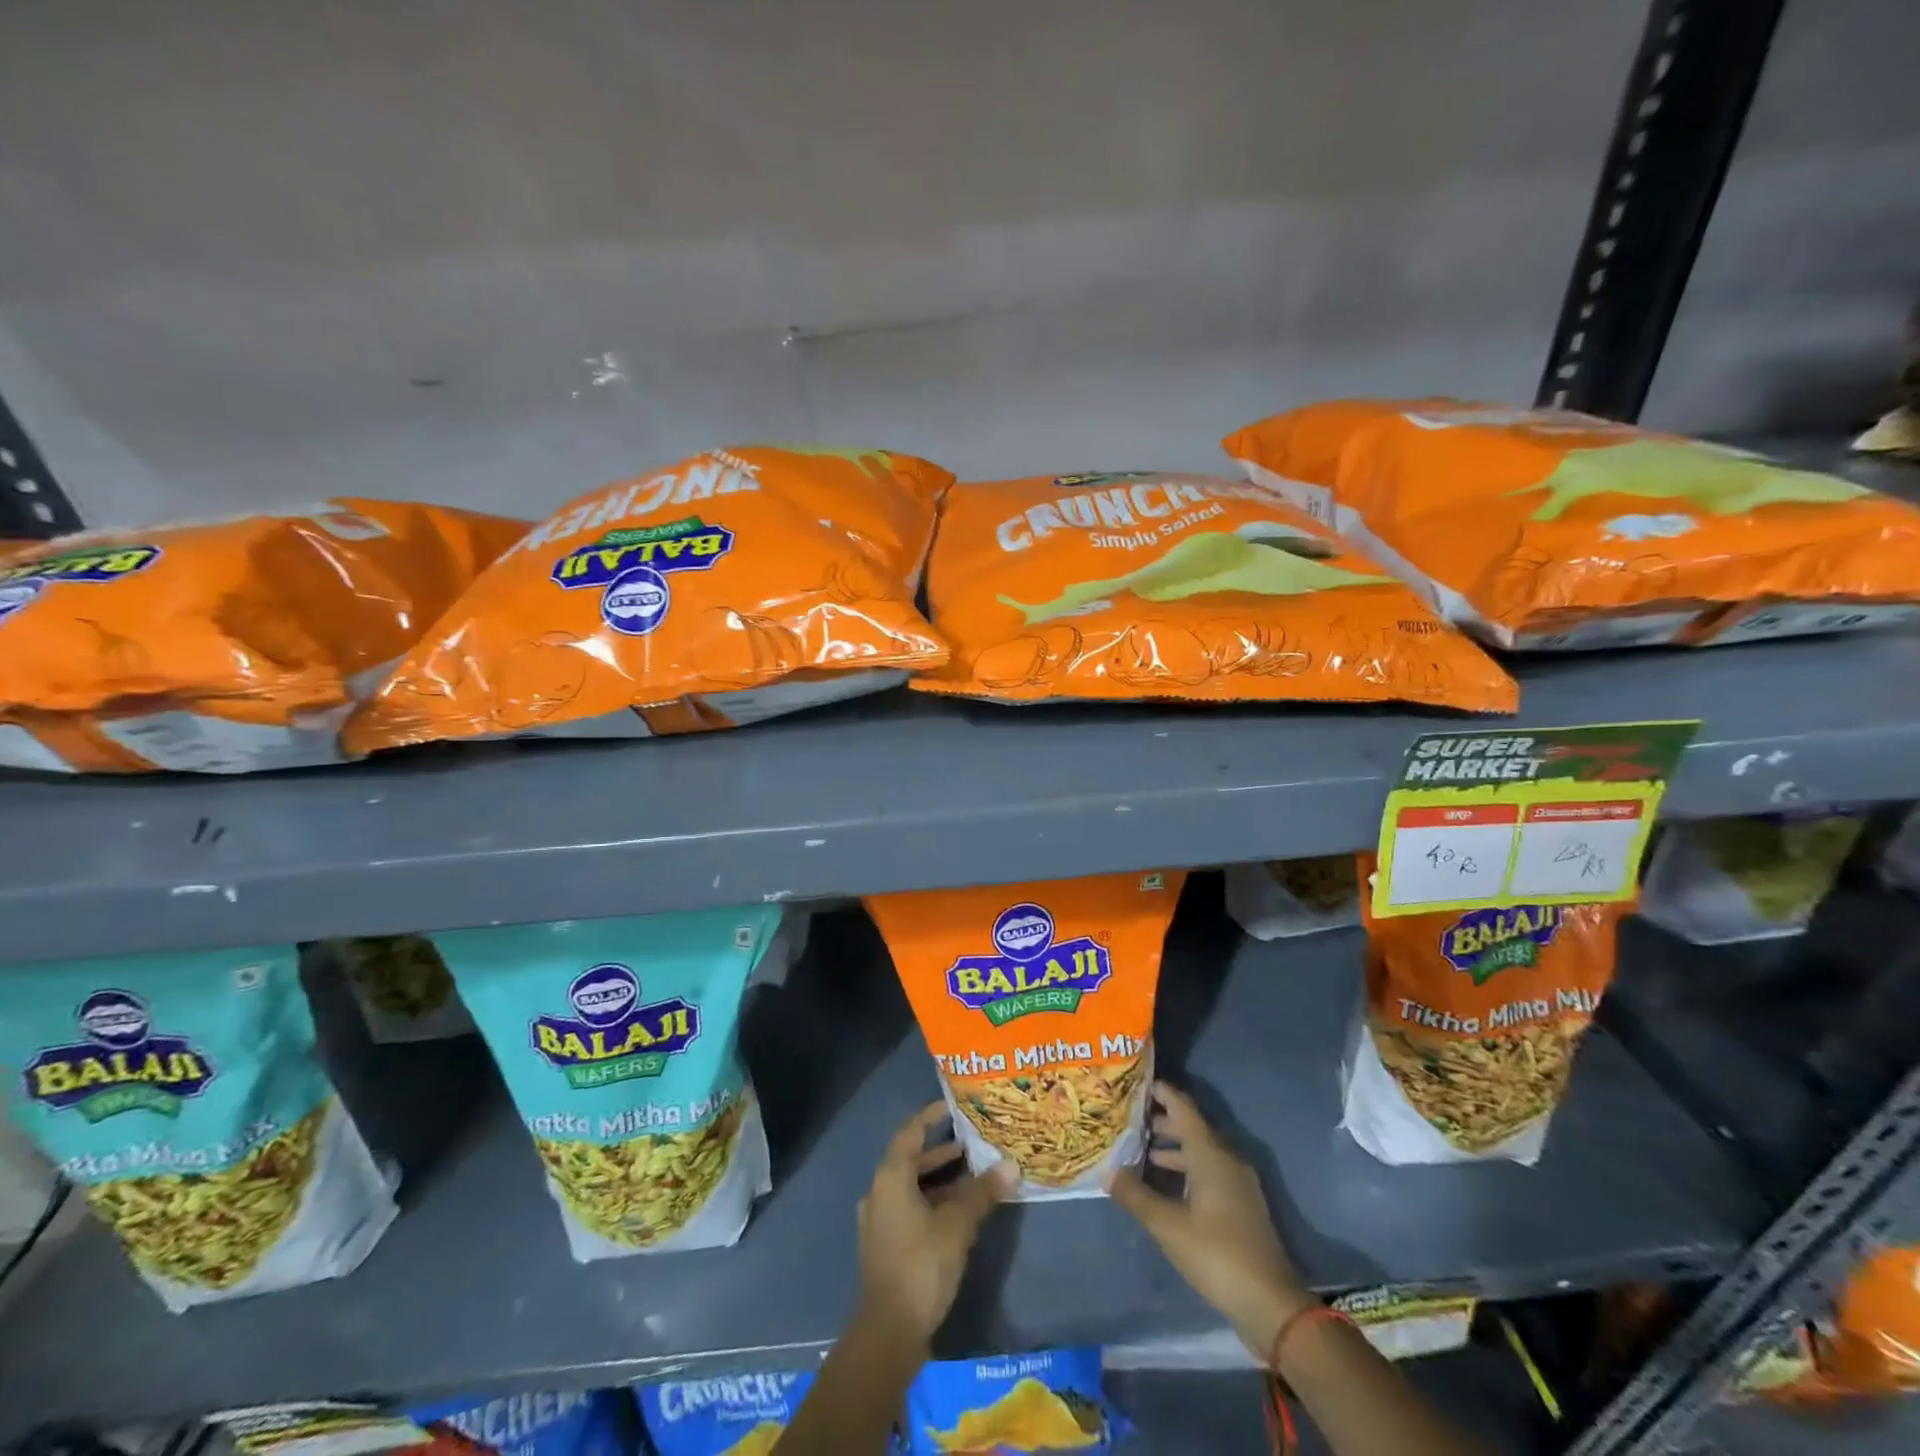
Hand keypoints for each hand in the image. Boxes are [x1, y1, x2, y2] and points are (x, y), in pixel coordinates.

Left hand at [856, 1100, 1013, 1347]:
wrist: (889, 1331)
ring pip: (911, 1187)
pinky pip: (909, 1208)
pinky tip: (957, 1213)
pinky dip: (931, 1202)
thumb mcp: (957, 1224)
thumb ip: (982, 1192)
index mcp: (891, 1177)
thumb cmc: (921, 1264)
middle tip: (971, 1144)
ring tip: (972, 1176)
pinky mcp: (884, 1245)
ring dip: (939, 1180)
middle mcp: (879, 1191)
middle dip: (941, 1152)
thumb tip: (1010, 1166)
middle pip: (911, 1160)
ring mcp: (879, 1220)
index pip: (910, 1132)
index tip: (951, 1106)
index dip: (930, 1116)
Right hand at [1107, 1081, 1315, 1359]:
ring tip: (1142, 1151)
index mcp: (1211, 1154)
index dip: (1162, 1092)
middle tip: (1130, 1119)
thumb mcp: (1168, 1226)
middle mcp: (1227, 1159)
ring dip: (1174, 1147)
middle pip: (1192, 1127)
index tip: (1136, 1083)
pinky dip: (1186, 1168)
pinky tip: (1166, 1185)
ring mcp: (1237, 1183)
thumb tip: (1108, 1172)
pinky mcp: (1241, 1205)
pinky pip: (1209, 1170)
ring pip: (1201, 1151)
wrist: (1270, 1303)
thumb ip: (1136, 1196)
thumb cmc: (1217, 1254)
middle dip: (1162, 1121)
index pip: (1183, 1108)